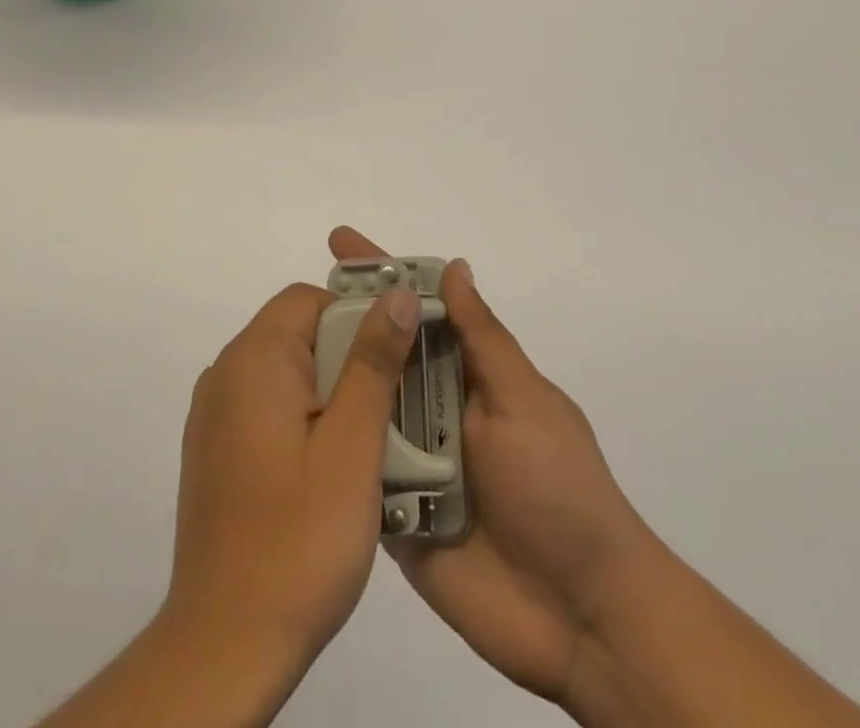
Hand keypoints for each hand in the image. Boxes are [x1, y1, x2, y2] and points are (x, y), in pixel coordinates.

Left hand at [163, 279, 423, 675]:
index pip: (309, 300)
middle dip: (347, 360)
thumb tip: (396, 295)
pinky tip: (328, 472)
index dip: (356, 317)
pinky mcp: (215, 450)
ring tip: (367, 446)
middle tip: (388, 413)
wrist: (226, 643)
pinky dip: (302, 420)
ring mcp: (214, 414)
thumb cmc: (299, 538)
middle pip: (297, 333)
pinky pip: (267, 408)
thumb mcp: (352, 445)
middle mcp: (225, 373)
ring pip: (286, 373)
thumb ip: (373, 362)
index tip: (393, 361)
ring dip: (329, 394)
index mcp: (253, 359)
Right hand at [328, 226, 663, 709]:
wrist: (583, 619)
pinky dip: (331, 447)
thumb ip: (482, 338)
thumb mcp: (524, 400)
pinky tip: (285, 423)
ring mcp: (413, 461)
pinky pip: (356, 470)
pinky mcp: (396, 512)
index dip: (382, 273)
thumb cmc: (560, 490)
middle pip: (381, 354)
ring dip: (328, 380)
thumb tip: (453, 265)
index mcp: (469, 375)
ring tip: (277, 351)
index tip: (339, 241)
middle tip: (291, 301)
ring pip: (362, 406)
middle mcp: (436, 408)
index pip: (419, 309)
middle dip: (341, 323)